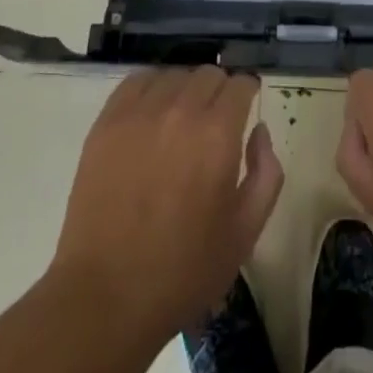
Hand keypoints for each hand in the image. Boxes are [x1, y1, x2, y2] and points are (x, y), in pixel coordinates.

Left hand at [52, 68, 283, 336]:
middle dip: (220, 92)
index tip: (246, 109)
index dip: (248, 94)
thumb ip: (266, 172)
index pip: (241, 83)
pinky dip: (152, 89)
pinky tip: (152, 115)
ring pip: (175, 75)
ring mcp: (139, 113)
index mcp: (218, 134)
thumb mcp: (245, 232)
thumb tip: (259, 130)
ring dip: (186, 90)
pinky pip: (137, 82)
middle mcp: (181, 110)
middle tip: (215, 123)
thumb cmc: (183, 271)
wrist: (105, 297)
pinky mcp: (107, 122)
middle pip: (209, 74)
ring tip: (181, 120)